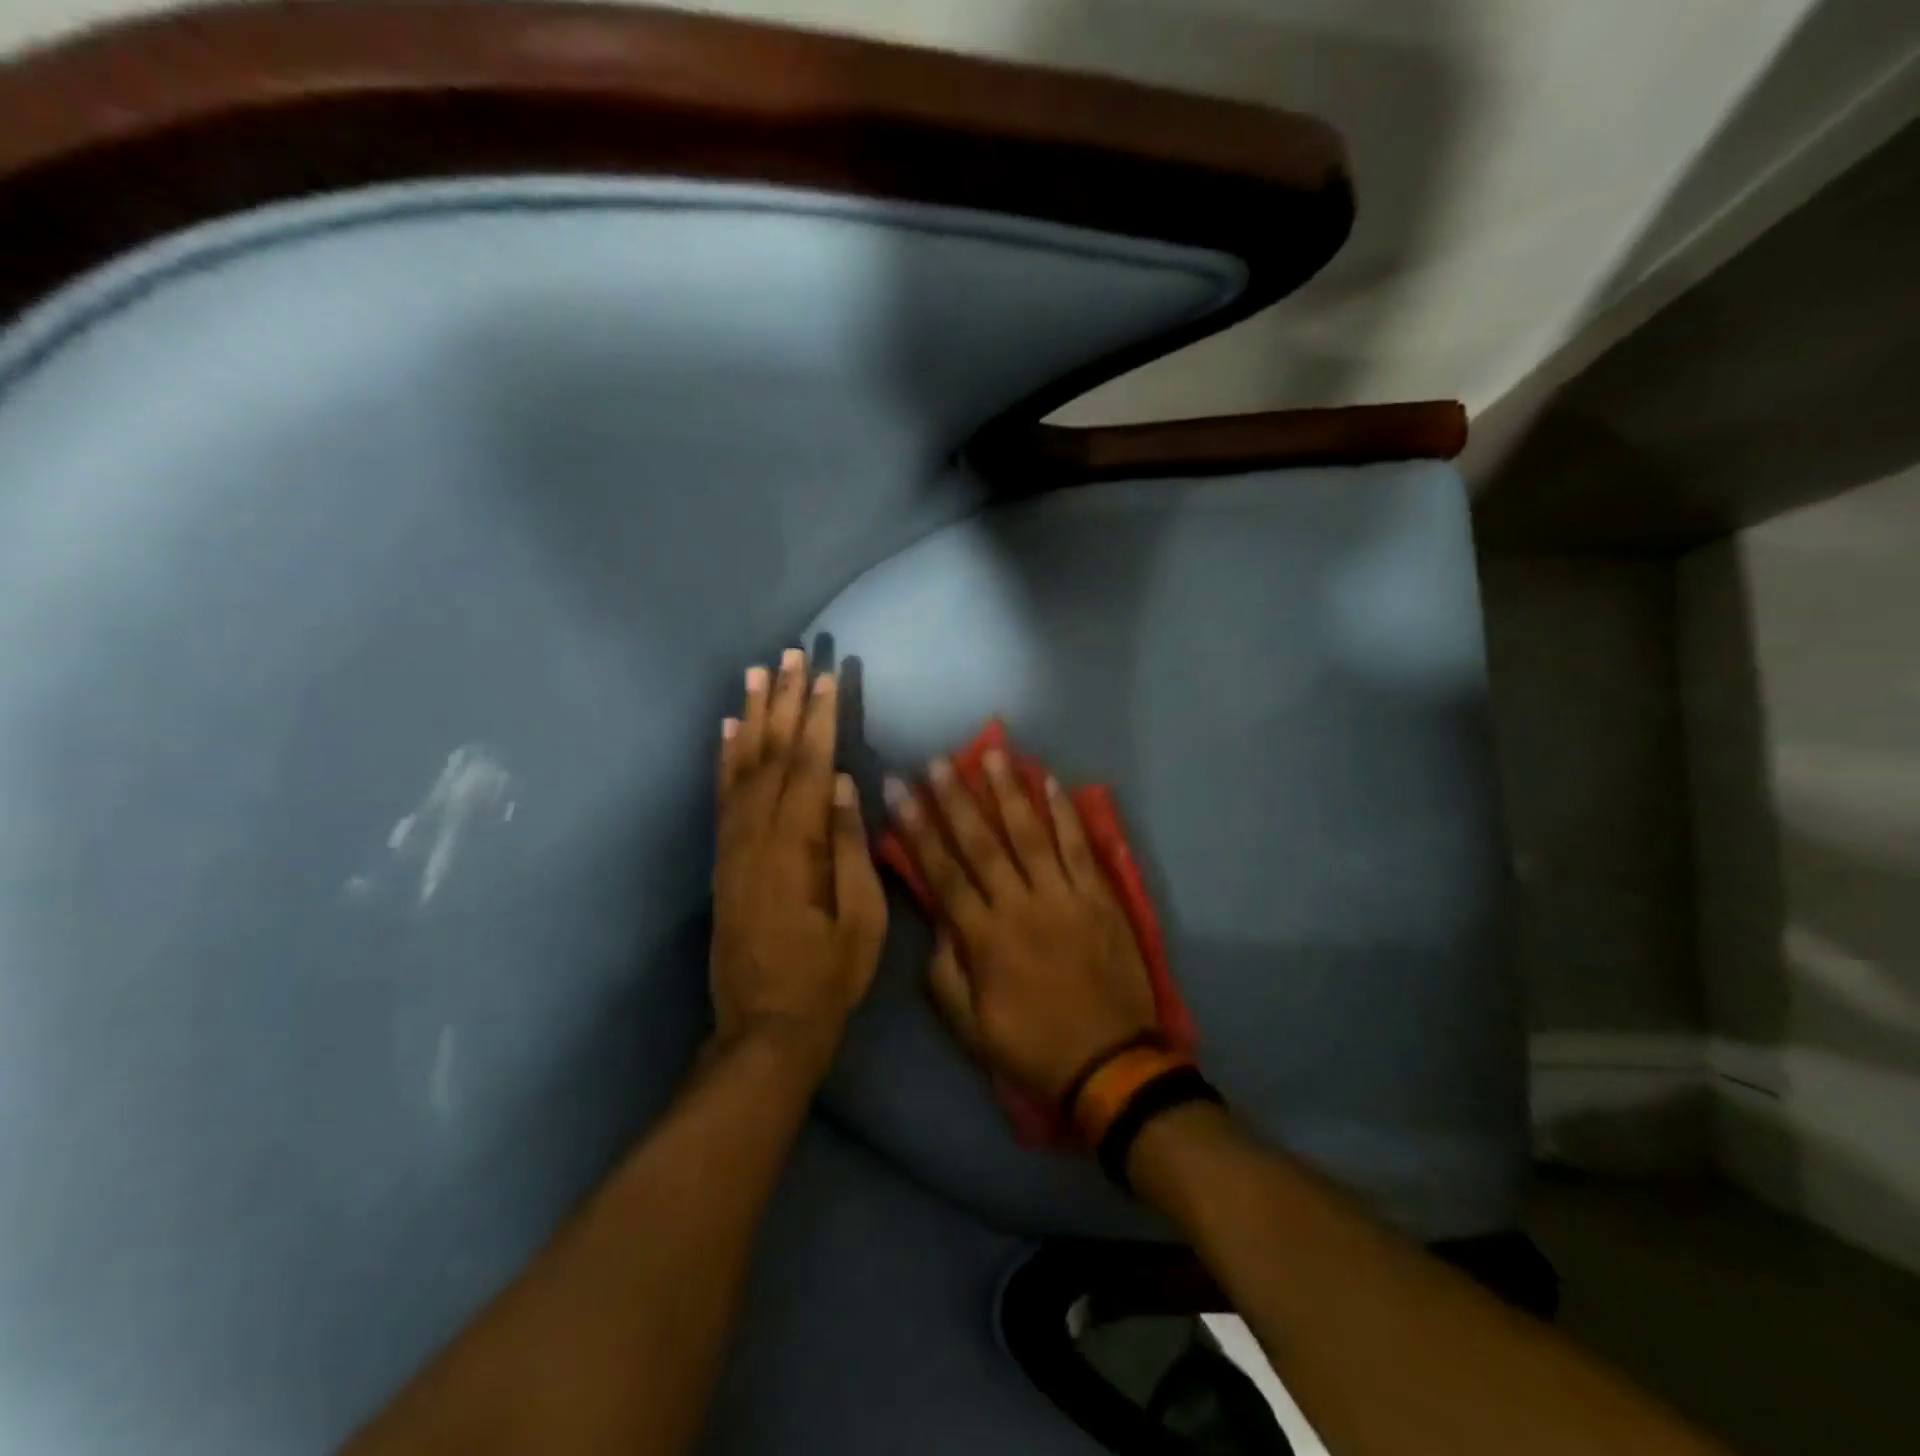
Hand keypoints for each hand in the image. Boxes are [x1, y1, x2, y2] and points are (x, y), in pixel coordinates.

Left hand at [711, 649, 886, 1078]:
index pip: (809, 767)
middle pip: (771, 755)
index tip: (827, 676)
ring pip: (741, 768)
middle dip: (785, 702)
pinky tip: (729, 729)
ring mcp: (732, 847)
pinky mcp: (722, 860)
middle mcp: (755, 837)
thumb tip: (841, 783)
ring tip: (757, 673)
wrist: (765, 1028)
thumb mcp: (861, 919)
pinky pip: (721, 797)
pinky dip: (725, 757)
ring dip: (752, 717)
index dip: (819, 719)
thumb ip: (849, 847)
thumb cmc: (828, 977)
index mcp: (796, 850)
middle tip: (792, 655)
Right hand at [886, 749, 1157, 1100]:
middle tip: (936, 761)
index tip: (899, 792)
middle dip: (955, 799)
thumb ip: (944, 975)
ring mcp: (1063, 898)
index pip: (943, 873)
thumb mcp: (970, 1028)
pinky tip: (1051, 782)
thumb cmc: (1034, 1047)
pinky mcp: (1099, 897)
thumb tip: (935, 927)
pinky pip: (1079, 847)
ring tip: (992, 753)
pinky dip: (1065, 814)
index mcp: (984, 938)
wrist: (1111, 1063)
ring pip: (1030, 834)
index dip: (917, 830)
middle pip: (981, 843)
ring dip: (1009, 792)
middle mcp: (1020, 906)